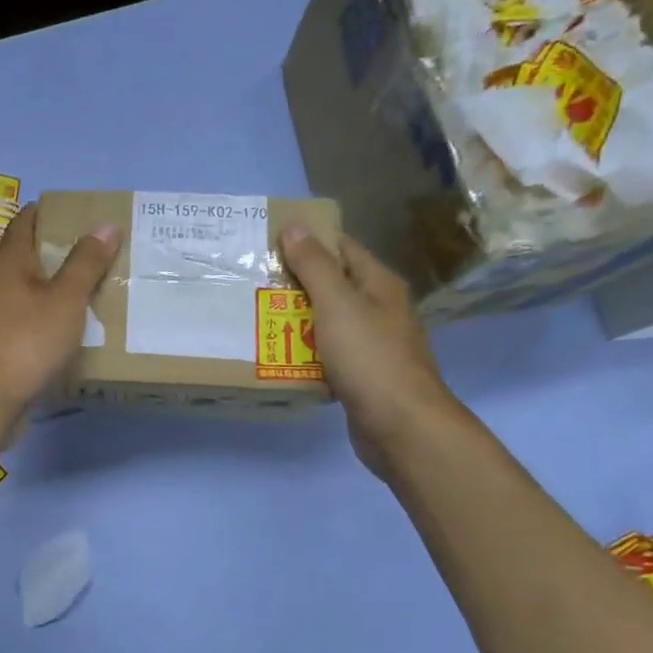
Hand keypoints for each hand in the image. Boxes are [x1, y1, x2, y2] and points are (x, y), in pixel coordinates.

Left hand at [0, 203, 119, 411]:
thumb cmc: (27, 339)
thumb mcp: (65, 298)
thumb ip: (86, 262)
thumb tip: (104, 224)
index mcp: (9, 260)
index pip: (26, 221)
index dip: (51, 212)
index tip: (81, 215)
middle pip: (27, 256)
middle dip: (58, 252)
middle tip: (97, 253)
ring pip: (27, 291)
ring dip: (53, 288)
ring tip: (90, 290)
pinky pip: (26, 320)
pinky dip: (46, 317)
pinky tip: (69, 329)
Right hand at [279, 226, 462, 476]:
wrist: (401, 427)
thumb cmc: (370, 358)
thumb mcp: (337, 304)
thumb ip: (315, 265)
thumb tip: (295, 226)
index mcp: (378, 284)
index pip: (341, 247)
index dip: (307, 240)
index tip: (267, 241)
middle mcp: (379, 309)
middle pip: (331, 285)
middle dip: (293, 282)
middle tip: (251, 281)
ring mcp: (371, 344)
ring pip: (326, 322)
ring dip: (295, 320)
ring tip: (254, 315)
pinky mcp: (361, 375)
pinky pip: (326, 355)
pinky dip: (303, 352)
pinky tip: (277, 355)